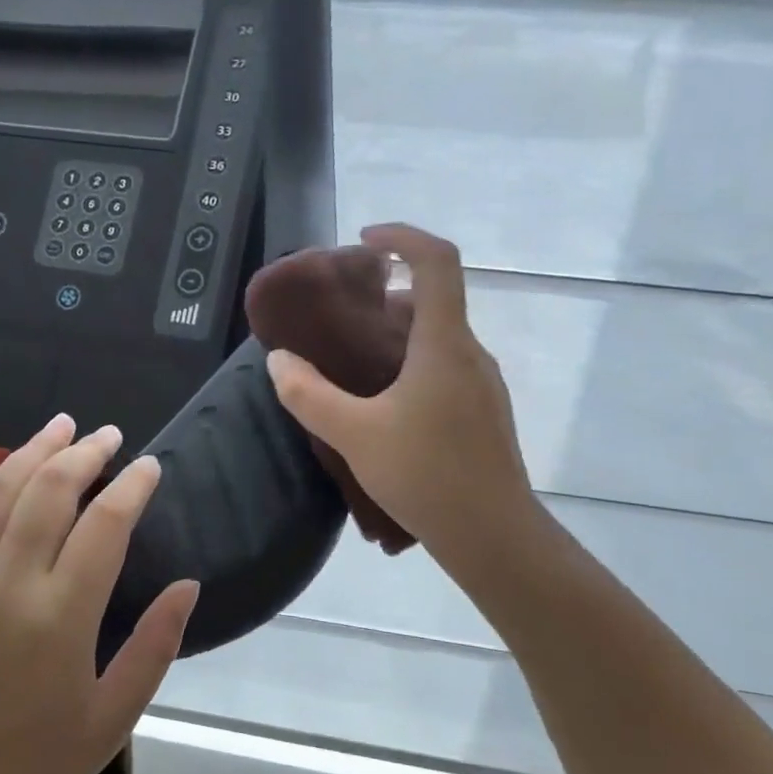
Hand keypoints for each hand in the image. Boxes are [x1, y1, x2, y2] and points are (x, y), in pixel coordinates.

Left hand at [0, 415, 198, 773]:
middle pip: (49, 491)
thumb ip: (154, 645)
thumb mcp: (111, 719)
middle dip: (84, 454)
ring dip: (30, 452)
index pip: (104, 524)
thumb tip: (187, 585)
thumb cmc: (29, 769)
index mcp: (60, 615)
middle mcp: (7, 581)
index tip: (151, 465)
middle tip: (108, 434)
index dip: (132, 486)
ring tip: (59, 427)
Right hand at [265, 224, 544, 577]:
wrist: (494, 536)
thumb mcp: (354, 435)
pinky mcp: (483, 413)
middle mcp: (470, 354)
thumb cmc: (426, 475)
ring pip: (438, 338)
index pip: (436, 261)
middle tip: (343, 316)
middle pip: (434, 300)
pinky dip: (412, 364)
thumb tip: (278, 361)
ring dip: (398, 334)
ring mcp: (482, 385)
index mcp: (443, 344)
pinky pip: (445, 368)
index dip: (402, 237)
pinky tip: (384, 405)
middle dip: (387, 294)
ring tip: (354, 362)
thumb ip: (309, 395)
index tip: (363, 242)